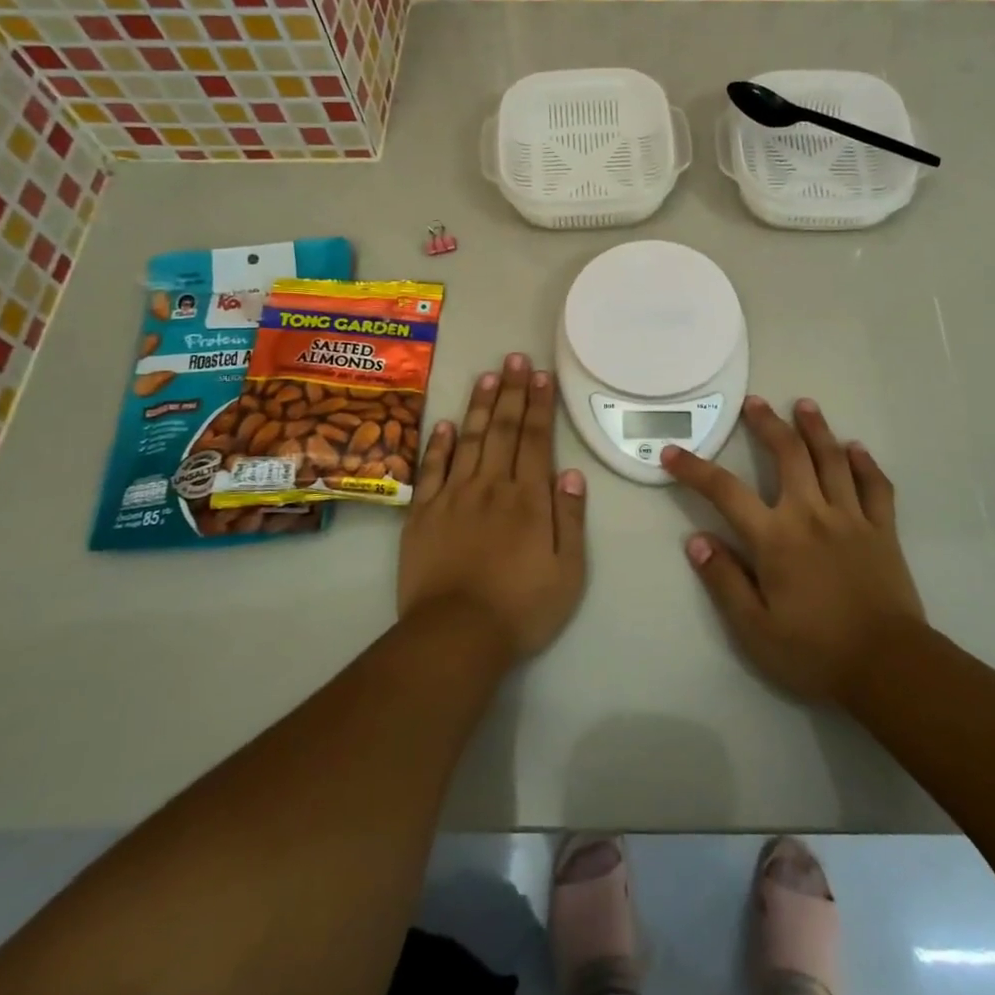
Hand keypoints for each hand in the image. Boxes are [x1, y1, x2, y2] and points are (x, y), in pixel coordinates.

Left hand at [398, 354, 587, 663]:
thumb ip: (570, 518)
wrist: (455, 636)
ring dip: (480, 405)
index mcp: (528, 499)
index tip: (541, 374)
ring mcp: (453, 496)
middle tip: (515, 357)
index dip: (540, 404)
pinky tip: (443, 422)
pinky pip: (432, 469)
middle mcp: (491, 486)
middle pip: (504, 430)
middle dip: (512, 391)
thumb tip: (571, 472)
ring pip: (469, 439)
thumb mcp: (568, 571)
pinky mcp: (423, 513)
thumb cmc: (521, 608)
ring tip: (487, 375)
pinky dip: (438, 443)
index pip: (536, 440)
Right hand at [664, 396, 924, 703]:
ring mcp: (851, 518)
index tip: (671, 453)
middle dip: (768, 424)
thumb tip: (695, 540)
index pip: (725, 492)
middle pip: (788, 455)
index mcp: (775, 538)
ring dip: (816, 428)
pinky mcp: (882, 530)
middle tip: (755, 402)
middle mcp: (811, 514)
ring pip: (832, 459)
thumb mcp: (754, 629)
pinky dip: (865, 463)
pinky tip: (855, 448)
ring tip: (805, 404)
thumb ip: (724, 580)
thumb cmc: (815, 652)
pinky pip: (875, 486)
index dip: (695, 469)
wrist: (889, 667)